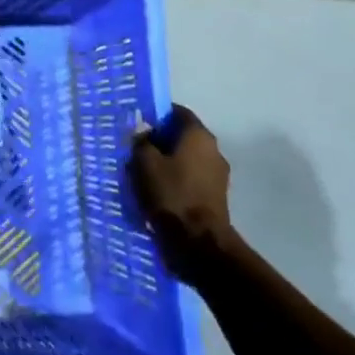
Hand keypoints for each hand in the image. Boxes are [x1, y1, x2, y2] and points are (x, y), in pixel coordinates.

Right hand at [129, 105, 235, 278]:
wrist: (197, 242)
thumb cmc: (170, 194)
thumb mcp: (144, 162)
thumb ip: (141, 141)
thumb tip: (143, 131)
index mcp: (198, 135)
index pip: (178, 112)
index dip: (157, 115)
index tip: (138, 125)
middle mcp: (213, 150)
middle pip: (183, 137)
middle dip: (160, 142)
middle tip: (136, 151)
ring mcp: (218, 176)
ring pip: (187, 160)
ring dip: (168, 164)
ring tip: (144, 175)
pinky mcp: (216, 198)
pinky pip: (191, 180)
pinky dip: (176, 182)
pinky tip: (158, 193)